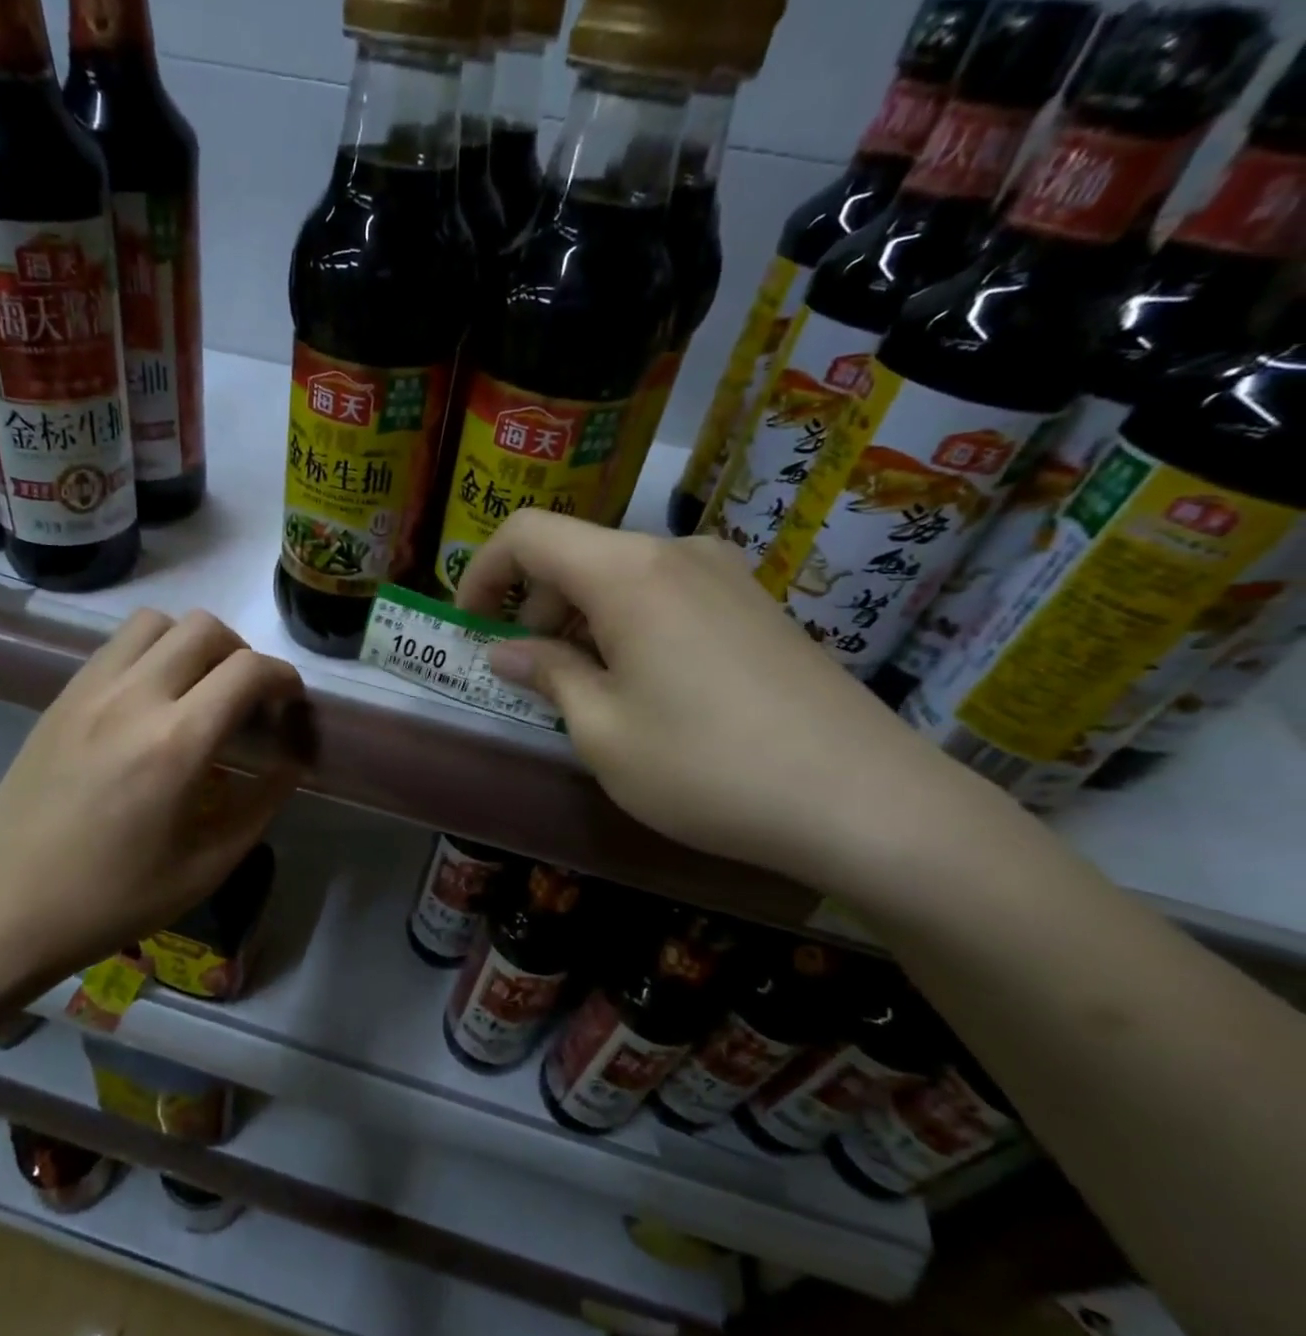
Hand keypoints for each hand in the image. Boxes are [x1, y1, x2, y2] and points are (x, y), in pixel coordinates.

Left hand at [0, 610, 306, 1017]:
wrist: (2, 908)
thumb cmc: (111, 899)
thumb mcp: (205, 866)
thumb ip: (260, 805)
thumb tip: (291, 764)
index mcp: (176, 744)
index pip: (248, 671)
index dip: (283, 678)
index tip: (290, 704)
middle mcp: (133, 698)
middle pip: (205, 628)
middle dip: (242, 653)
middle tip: (246, 699)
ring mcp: (90, 690)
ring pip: (156, 622)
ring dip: (192, 643)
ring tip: (198, 690)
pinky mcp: (62, 697)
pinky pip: (118, 645)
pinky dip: (152, 653)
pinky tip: (152, 702)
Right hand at [459, 510, 987, 890]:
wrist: (866, 801)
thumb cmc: (707, 766)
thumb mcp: (602, 731)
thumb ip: (548, 675)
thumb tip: (508, 652)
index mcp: (627, 572)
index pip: (528, 534)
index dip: (482, 572)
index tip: (469, 625)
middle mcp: (677, 553)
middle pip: (577, 554)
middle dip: (534, 607)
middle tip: (530, 676)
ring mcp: (726, 576)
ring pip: (622, 577)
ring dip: (582, 620)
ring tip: (586, 690)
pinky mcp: (757, 606)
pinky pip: (667, 596)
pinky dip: (629, 626)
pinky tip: (645, 688)